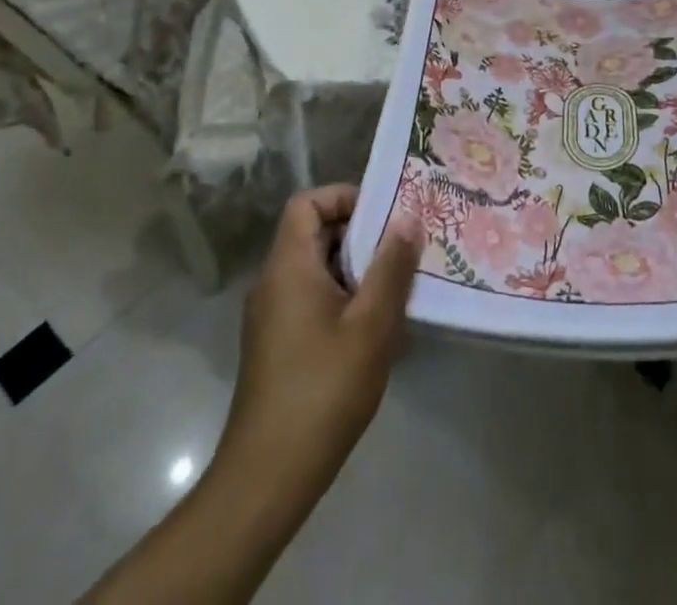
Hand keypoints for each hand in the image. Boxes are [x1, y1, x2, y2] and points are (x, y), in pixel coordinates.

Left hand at [80, 187, 423, 604]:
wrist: (268, 478)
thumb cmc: (323, 389)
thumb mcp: (371, 324)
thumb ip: (391, 266)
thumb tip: (408, 217)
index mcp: (288, 267)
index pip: (307, 203)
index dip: (344, 198)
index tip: (384, 216)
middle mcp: (273, 283)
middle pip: (314, 234)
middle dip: (360, 236)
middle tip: (403, 248)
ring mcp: (272, 317)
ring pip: (317, 270)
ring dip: (356, 271)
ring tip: (397, 288)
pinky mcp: (277, 346)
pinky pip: (312, 300)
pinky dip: (343, 299)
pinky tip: (375, 329)